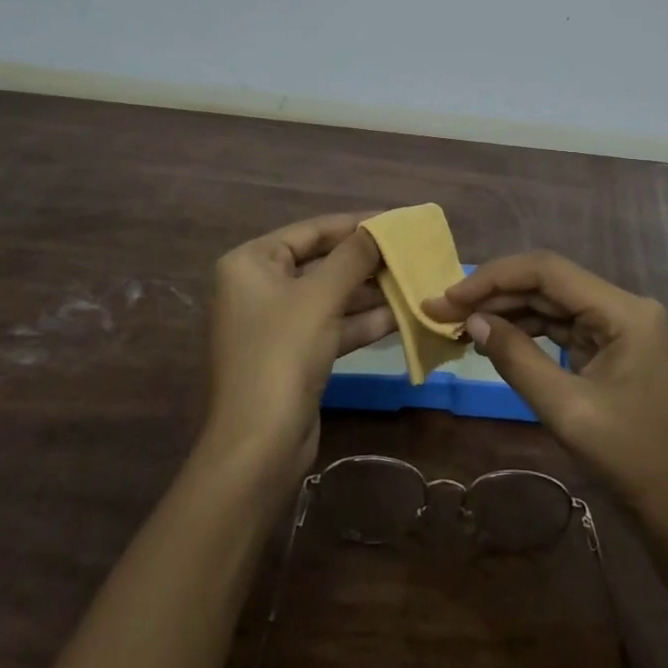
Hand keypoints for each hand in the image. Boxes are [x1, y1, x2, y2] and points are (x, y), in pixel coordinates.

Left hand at [201, 215, 391, 485]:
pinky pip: (333, 326)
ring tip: (415, 280)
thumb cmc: (282, 354)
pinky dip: (363, 321)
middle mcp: (260, 287)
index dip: (356, 224)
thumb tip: (380, 228)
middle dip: (366, 261)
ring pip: (331, 296)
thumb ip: (353, 257)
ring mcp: (277, 323)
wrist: (257, 446)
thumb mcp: (320, 297)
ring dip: (370, 292)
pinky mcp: (294, 355)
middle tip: (412, 253)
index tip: (397, 220)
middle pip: (322, 262)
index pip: (312, 231)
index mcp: (251, 263)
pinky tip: (402, 315)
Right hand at [425, 251, 667, 522]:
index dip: (493, 278)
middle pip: (548, 283)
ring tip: (460, 325)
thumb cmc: (631, 460)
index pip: (547, 271)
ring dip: (507, 311)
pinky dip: (527, 331)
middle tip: (443, 311)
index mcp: (623, 310)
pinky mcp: (613, 347)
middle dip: (494, 294)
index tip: (448, 297)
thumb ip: (517, 358)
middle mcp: (623, 306)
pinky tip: (494, 340)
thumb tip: (472, 321)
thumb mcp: (566, 409)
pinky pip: (562, 326)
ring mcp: (620, 326)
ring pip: (552, 303)